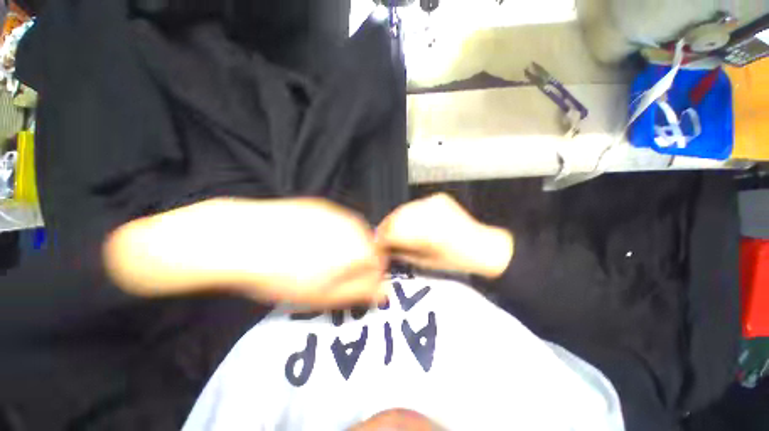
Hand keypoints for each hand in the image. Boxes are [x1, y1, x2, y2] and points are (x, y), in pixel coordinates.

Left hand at [104, 198, 387, 307]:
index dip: (368, 278)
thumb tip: (385, 293)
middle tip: (332, 275)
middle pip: (368, 247)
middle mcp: (356, 226)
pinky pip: (337, 223)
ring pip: (353, 234)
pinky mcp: (321, 205)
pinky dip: (331, 234)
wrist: (241, 237)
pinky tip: (308, 240)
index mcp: (360, 247)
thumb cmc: (284, 274)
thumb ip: (360, 292)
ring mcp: (338, 212)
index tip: (350, 287)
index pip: (380, 265)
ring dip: (344, 248)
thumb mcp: (325, 295)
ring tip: (317, 258)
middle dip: (357, 262)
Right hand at [376, 193, 512, 277]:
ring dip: (396, 220)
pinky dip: (409, 214)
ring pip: (404, 209)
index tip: (378, 243)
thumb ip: (401, 252)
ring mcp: (435, 203)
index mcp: (427, 233)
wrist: (482, 246)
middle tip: (384, 237)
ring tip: (396, 231)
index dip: (382, 237)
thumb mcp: (424, 262)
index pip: (393, 230)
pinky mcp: (438, 198)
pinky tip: (412, 223)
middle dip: (387, 227)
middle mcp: (430, 213)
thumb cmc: (455, 260)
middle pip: (396, 216)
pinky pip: (415, 205)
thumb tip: (385, 246)